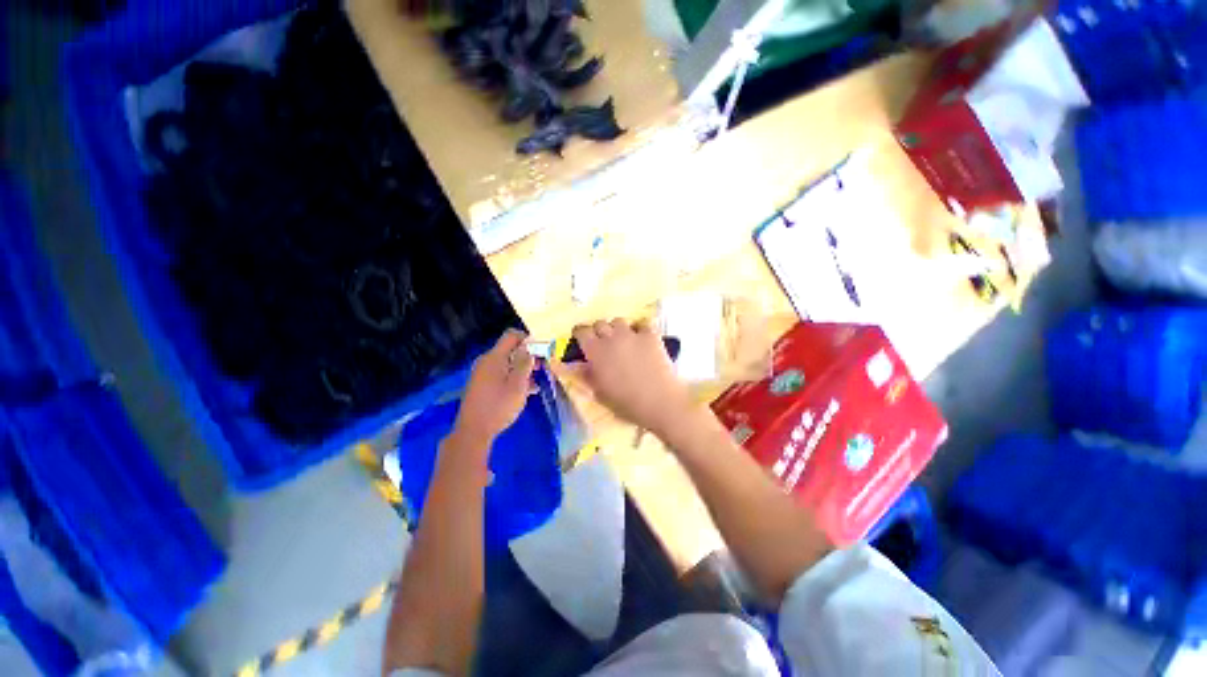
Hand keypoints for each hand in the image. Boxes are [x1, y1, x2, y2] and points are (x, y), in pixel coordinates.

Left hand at [451, 329, 534, 449]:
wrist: (473, 431)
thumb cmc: (498, 406)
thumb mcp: (518, 385)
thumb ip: (525, 364)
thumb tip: (529, 349)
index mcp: (494, 358)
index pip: (511, 336)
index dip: (527, 339)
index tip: (540, 350)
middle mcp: (486, 361)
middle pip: (509, 350)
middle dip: (527, 356)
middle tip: (541, 368)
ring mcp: (482, 373)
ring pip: (507, 364)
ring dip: (522, 369)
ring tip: (535, 382)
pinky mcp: (481, 385)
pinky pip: (501, 374)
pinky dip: (513, 378)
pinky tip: (525, 391)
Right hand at [555, 320, 696, 436]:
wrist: (659, 400)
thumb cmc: (625, 402)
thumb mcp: (599, 392)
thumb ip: (586, 375)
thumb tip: (576, 365)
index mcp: (595, 351)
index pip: (582, 331)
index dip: (581, 334)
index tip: (582, 340)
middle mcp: (611, 337)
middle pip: (600, 324)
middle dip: (599, 331)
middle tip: (604, 344)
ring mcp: (632, 334)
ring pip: (619, 321)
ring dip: (618, 329)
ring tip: (623, 341)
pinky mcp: (651, 335)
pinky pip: (642, 324)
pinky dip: (640, 329)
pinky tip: (642, 339)